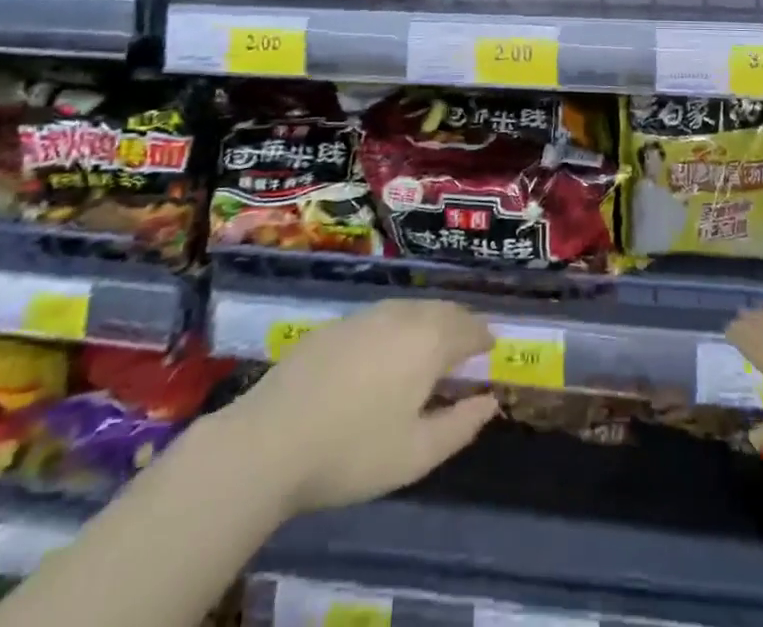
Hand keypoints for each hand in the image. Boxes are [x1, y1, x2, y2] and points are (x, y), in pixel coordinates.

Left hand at [212, 300, 499, 519]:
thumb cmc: (353, 452)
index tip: (491, 351)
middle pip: (443, 310)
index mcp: (429, 341)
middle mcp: (402, 315)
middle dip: (460, 324)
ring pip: (411, 308)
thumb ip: (460, 425)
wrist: (270, 440)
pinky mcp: (336, 324)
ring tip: (431, 348)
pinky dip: (398, 326)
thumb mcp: (417, 454)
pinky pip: (382, 315)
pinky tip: (386, 352)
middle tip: (467, 347)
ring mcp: (365, 315)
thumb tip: (489, 402)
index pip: (470, 327)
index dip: (484, 338)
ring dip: (429, 322)